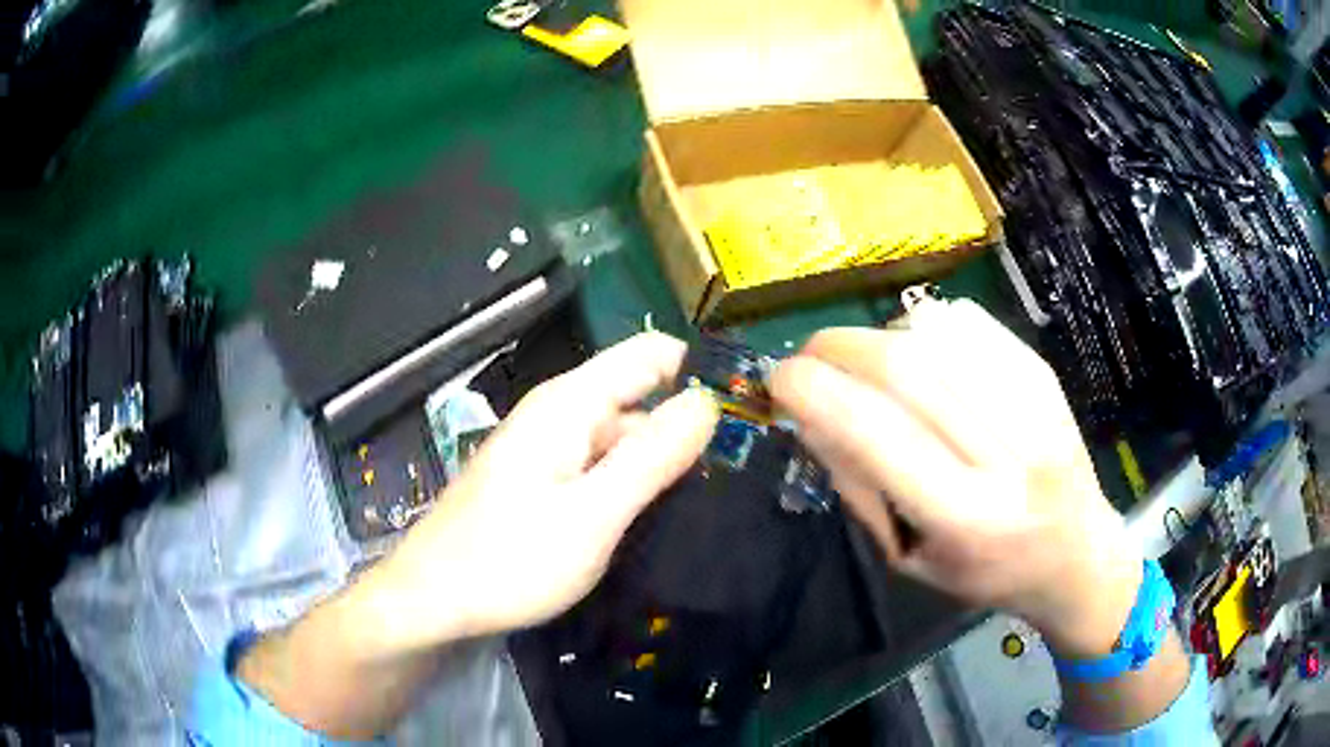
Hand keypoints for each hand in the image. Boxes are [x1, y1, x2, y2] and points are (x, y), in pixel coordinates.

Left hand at [363, 332, 719, 649]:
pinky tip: (657, 519)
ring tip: (710, 505)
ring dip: (662, 463)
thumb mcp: (593, 513)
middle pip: (640, 398)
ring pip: (622, 438)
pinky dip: (632, 484)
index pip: (652, 355)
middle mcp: (560, 413)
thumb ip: (652, 455)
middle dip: (687, 429)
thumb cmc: (509, 559)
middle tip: (739, 480)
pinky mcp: (542, 482)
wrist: (432, 600)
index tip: (746, 418)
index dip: (700, 375)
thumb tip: (708, 401)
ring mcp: (548, 449)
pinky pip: (600, 467)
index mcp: (570, 403)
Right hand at [771, 299, 1142, 658]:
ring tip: (873, 369)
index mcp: (967, 518)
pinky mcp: (1043, 372)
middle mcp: (1006, 454)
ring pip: (935, 333)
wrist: (1075, 552)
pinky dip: (924, 326)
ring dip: (880, 338)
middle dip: (837, 349)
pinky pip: (966, 321)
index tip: (780, 380)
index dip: (815, 392)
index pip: (878, 434)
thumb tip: (810, 409)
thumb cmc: (984, 572)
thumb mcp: (908, 558)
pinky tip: (923, 357)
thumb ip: (859, 485)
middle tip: (810, 359)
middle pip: (905, 367)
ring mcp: (1033, 404)